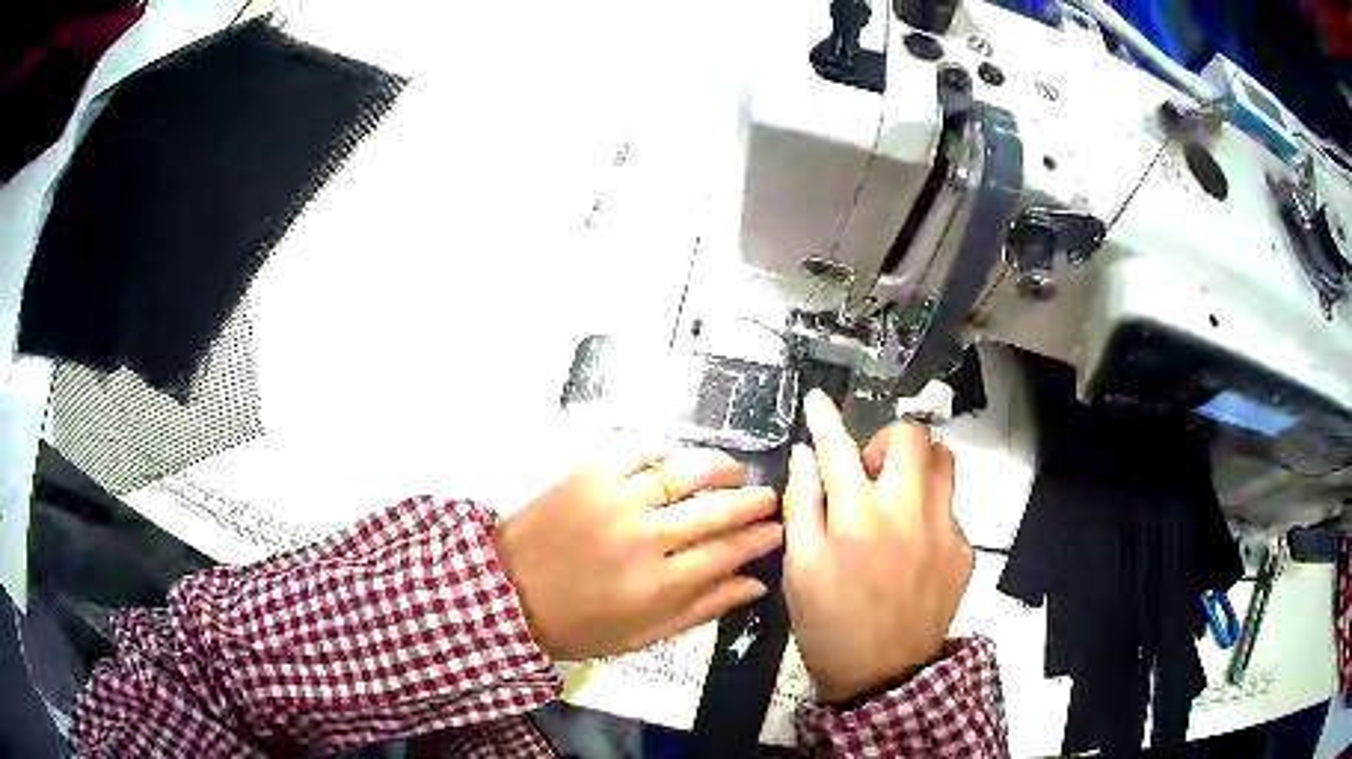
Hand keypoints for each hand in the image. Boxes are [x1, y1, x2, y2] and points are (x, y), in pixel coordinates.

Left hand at [494, 448, 781, 659]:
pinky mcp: (589, 473)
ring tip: (733, 471)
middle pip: (717, 510)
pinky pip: (640, 450)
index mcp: (659, 584)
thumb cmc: (577, 625)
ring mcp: (616, 499)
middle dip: (753, 502)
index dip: (759, 539)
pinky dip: (667, 452)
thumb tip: (754, 584)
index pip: (728, 552)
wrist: (506, 591)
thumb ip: (702, 609)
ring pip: (685, 471)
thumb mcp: (643, 635)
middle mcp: (645, 537)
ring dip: (719, 468)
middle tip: (767, 498)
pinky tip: (679, 460)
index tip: (776, 530)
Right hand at [783, 389, 971, 703]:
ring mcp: (944, 528)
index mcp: (858, 518)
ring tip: (896, 496)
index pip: (839, 448)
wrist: (885, 676)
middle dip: (886, 439)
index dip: (825, 419)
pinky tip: (911, 547)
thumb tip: (805, 457)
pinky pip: (949, 507)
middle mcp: (908, 511)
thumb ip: (803, 506)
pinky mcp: (964, 548)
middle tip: (868, 469)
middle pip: (911, 437)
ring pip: (943, 462)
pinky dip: (928, 510)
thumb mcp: (800, 569)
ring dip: (916, 464)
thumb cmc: (830, 625)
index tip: (818, 401)